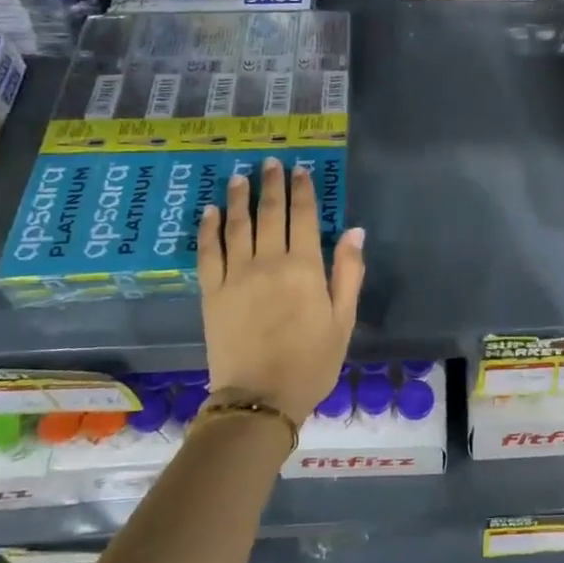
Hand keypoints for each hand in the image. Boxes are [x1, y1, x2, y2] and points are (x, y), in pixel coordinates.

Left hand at [197, 157, 365, 425]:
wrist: (260, 399)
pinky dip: (208, 229)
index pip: (304, 217)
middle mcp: (269, 262)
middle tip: (271, 163)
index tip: (301, 170)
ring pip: (237, 226)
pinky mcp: (212, 293)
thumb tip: (354, 231)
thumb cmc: (311, 362)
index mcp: (304, 268)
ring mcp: (236, 276)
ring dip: (238, 198)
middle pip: (269, 213)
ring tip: (239, 177)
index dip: (303, 191)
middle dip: (271, 184)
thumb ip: (348, 272)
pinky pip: (208, 252)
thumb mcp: (343, 320)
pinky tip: (209, 212)